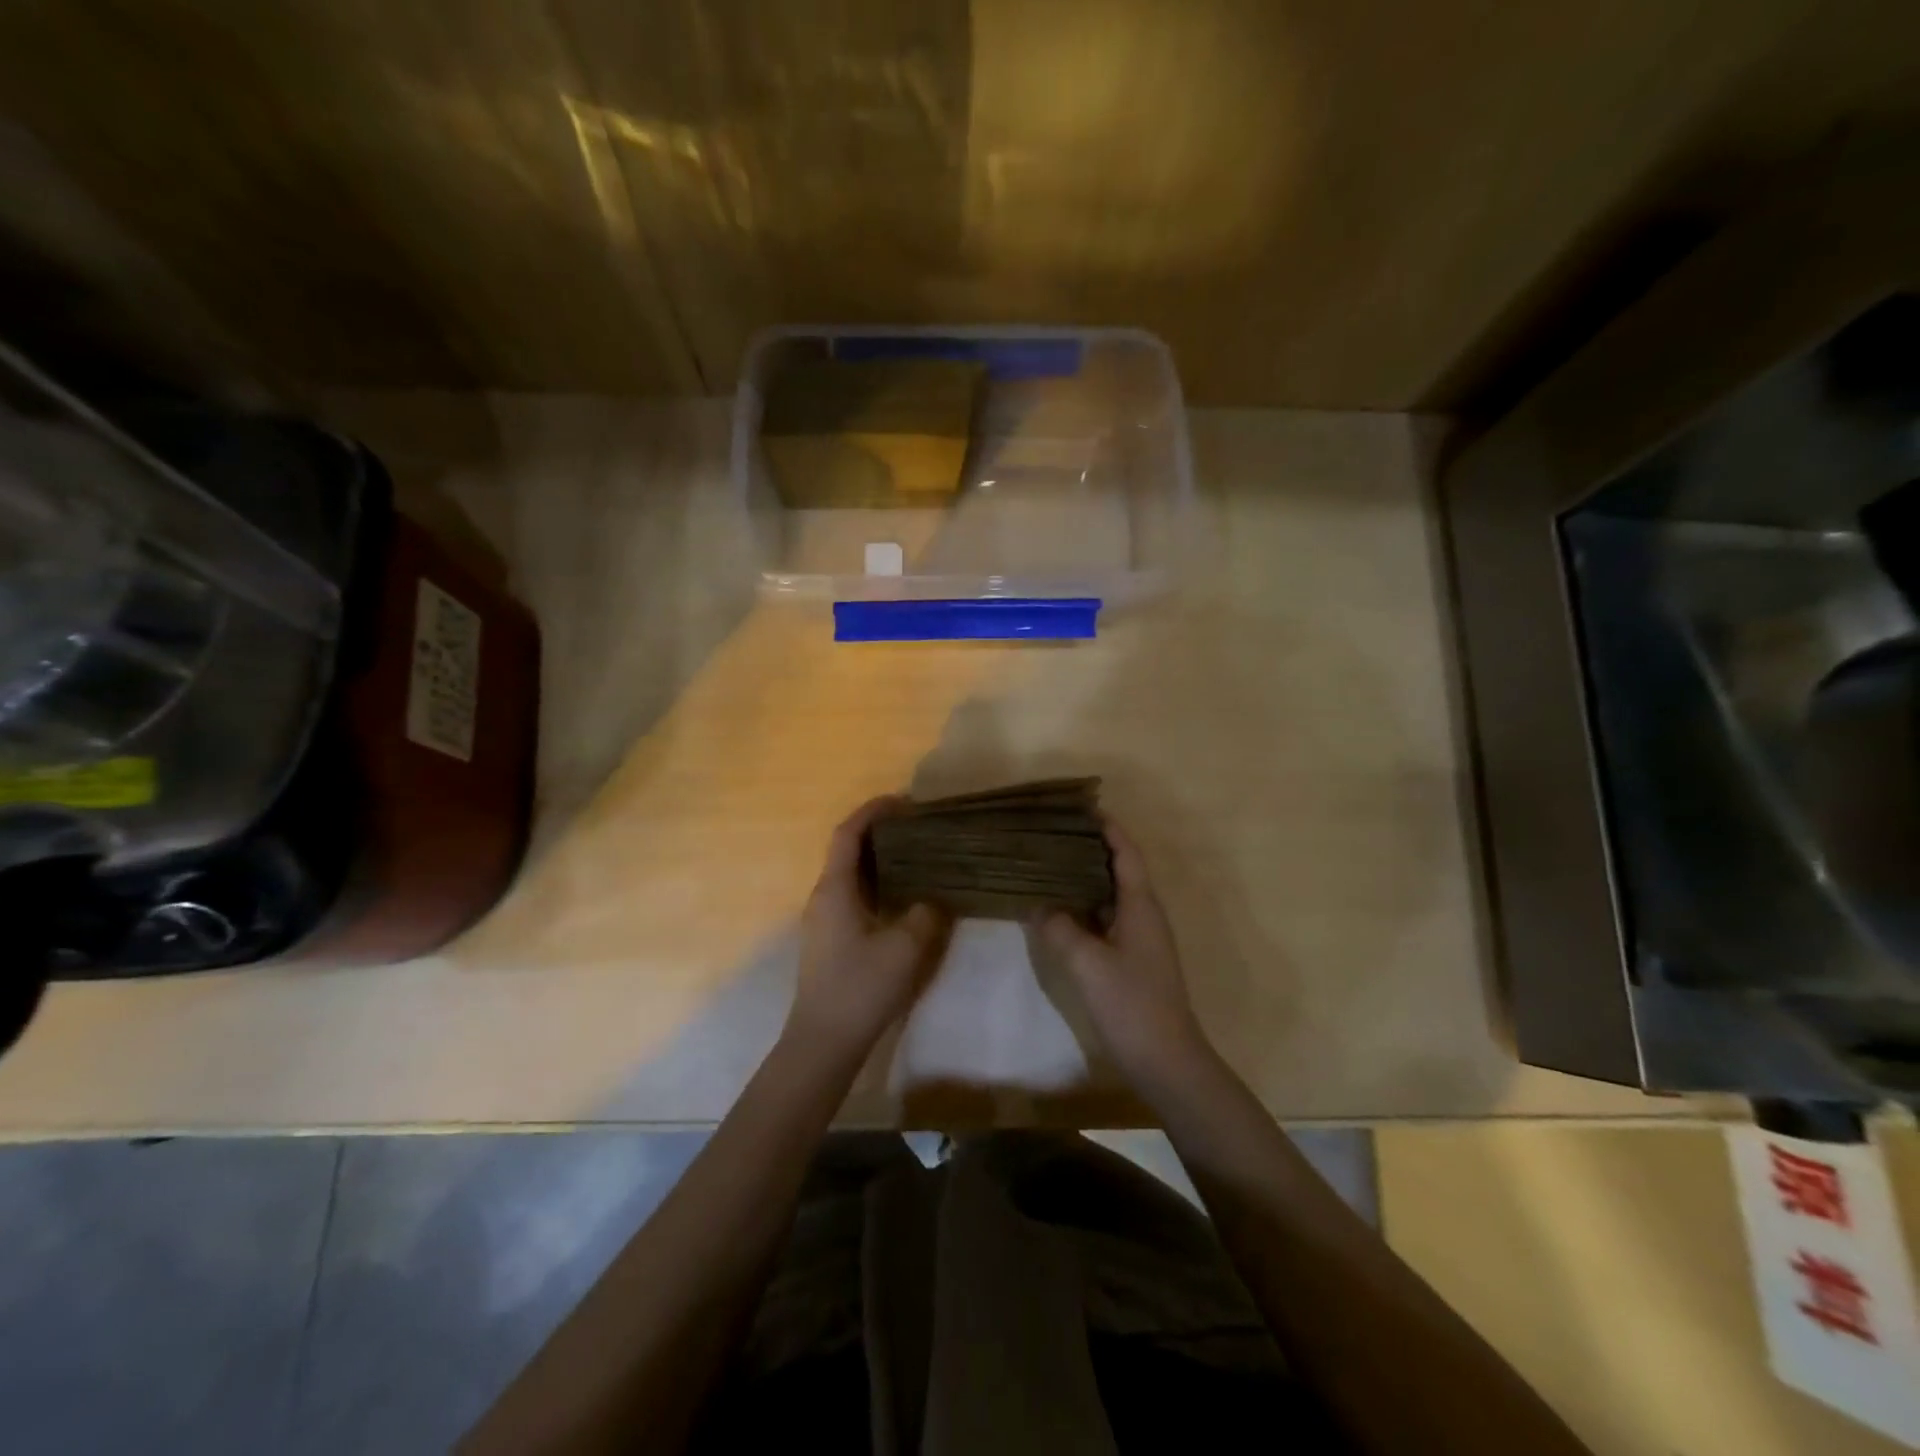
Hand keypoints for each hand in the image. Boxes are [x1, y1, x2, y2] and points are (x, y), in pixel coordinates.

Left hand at [787, 797, 950, 1061]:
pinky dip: (877, 884)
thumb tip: (936, 898)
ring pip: (851, 874)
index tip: (904, 802)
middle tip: (919, 828)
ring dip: (880, 860)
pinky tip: (903, 896)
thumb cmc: (860, 988)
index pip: (848, 834)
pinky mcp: (831, 939)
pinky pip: (854, 895)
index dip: (873, 811)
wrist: (823, 1042)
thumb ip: (925, 914)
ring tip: (917, 856)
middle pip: (848, 850)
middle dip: (880, 833)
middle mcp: (823, 896)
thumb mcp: (904, 948)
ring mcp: (824, 919)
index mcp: (834, 889)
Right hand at [1039, 817, 1212, 1091]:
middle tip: (1054, 833)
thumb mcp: (1087, 963)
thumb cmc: (1131, 1004)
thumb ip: (1060, 929)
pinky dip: (1086, 906)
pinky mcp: (1133, 959)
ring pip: (1112, 894)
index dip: (1108, 828)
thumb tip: (1038, 906)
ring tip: (1050, 863)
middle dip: (1091, 847)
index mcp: (1141, 905)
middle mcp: (1144, 914)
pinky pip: (1107, 918)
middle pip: (1119, 868)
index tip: (1082, 807)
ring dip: (1086, 877)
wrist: (1166, 1059)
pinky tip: (1061, 910)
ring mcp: (1140, 938)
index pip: (1126, 852)